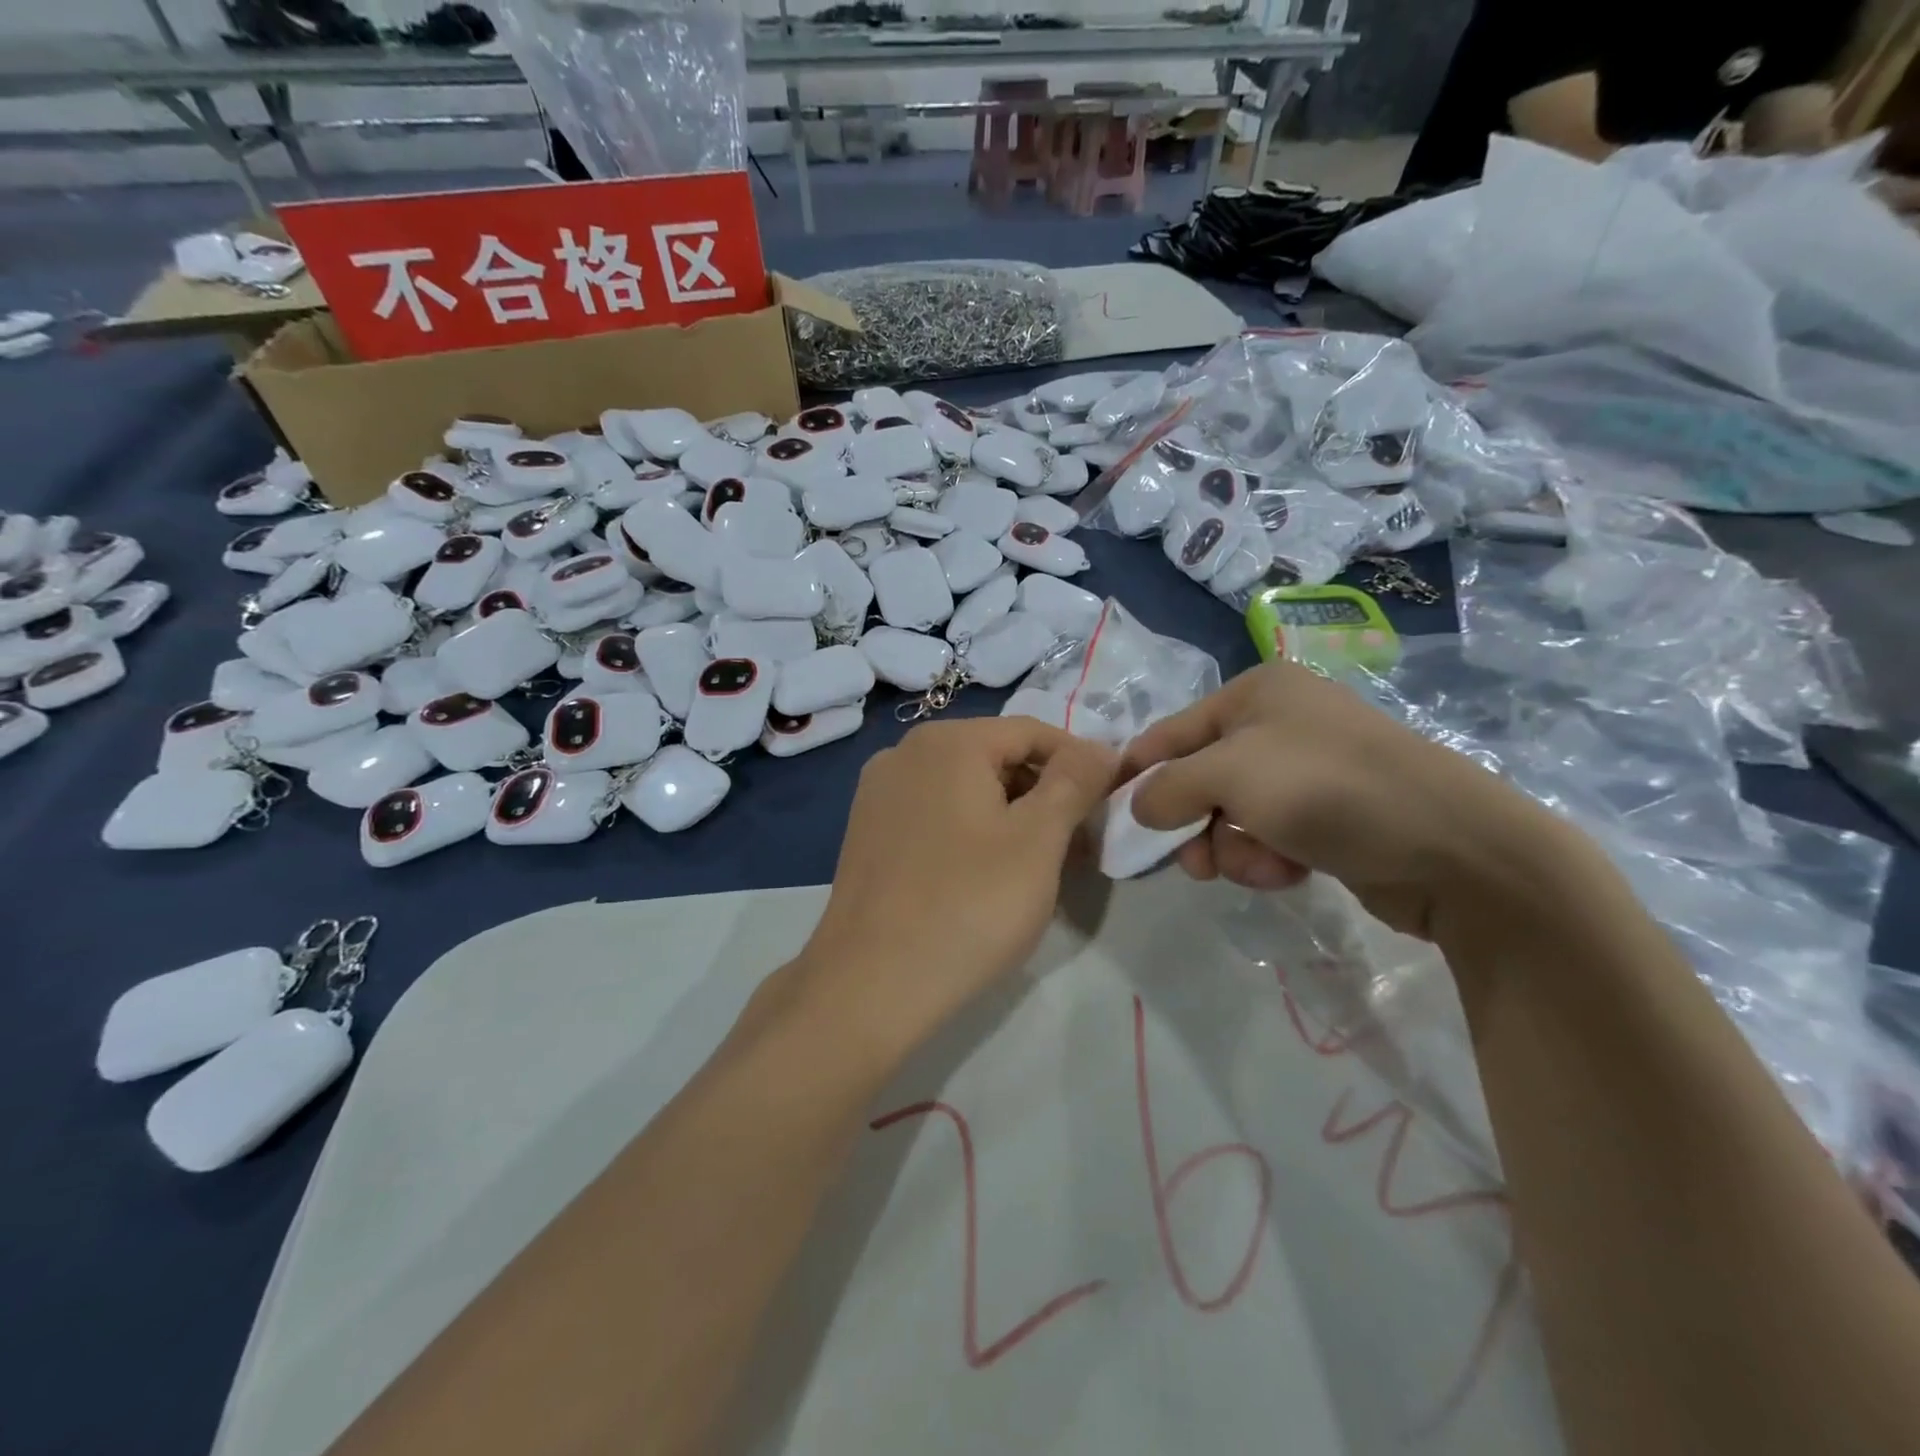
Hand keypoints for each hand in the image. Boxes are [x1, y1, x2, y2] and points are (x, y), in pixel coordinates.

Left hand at [795, 716, 1117, 1054]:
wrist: (870, 986)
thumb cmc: (968, 906)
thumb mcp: (1038, 840)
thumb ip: (1075, 781)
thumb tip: (1100, 747)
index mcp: (947, 741)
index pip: (1033, 732)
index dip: (1080, 764)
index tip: (1109, 807)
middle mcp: (905, 753)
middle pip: (997, 757)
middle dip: (1045, 795)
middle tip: (1079, 847)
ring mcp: (879, 794)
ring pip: (966, 789)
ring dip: (1012, 817)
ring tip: (1038, 868)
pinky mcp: (868, 833)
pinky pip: (936, 815)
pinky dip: (972, 833)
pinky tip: (986, 878)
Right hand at [1121, 659, 1582, 941]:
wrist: (1454, 847)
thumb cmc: (1328, 789)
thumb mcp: (1230, 774)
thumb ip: (1167, 787)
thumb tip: (1137, 807)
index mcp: (1254, 692)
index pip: (1168, 733)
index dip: (1137, 776)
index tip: (1111, 821)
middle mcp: (1278, 722)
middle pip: (1198, 778)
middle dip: (1192, 823)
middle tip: (1194, 862)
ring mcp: (1306, 770)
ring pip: (1230, 814)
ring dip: (1232, 847)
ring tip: (1260, 865)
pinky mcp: (1328, 815)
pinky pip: (1268, 835)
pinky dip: (1267, 857)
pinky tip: (1289, 871)